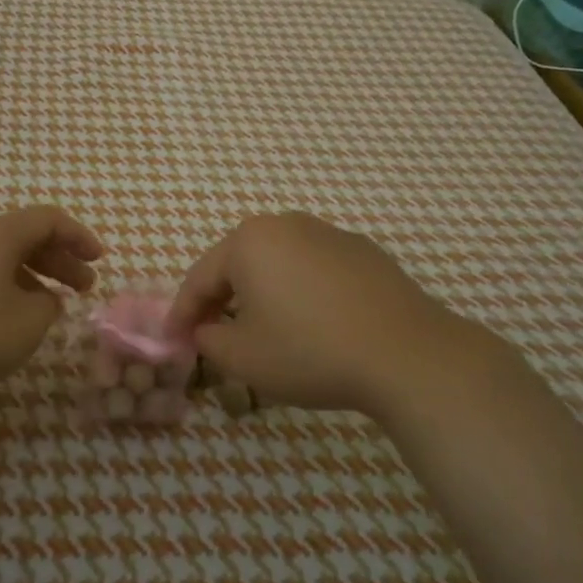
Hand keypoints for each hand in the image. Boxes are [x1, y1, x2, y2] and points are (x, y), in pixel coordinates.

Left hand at [0, 206, 104, 408]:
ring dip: (34, 276)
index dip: (79, 236)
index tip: (99, 260)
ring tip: (53, 306)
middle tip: (85, 287)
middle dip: (60, 259)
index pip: (48, 219)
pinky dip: (7, 288)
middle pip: (25, 236)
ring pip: (2, 257)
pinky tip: (11, 319)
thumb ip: (47, 306)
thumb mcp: (26, 323)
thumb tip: (43, 298)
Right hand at [168, 212, 522, 418]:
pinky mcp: (364, 252)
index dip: (182, 313)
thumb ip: (209, 340)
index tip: (174, 341)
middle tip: (212, 335)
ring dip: (261, 294)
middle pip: (238, 264)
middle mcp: (287, 225)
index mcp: (249, 241)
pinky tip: (310, 323)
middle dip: (221, 300)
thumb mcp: (242, 358)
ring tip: (261, 330)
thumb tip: (208, 331)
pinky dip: (300, 292)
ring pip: (277, 264)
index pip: (200, 278)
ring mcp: (329, 234)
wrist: (408, 356)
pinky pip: (314, 270)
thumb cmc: (310, 352)